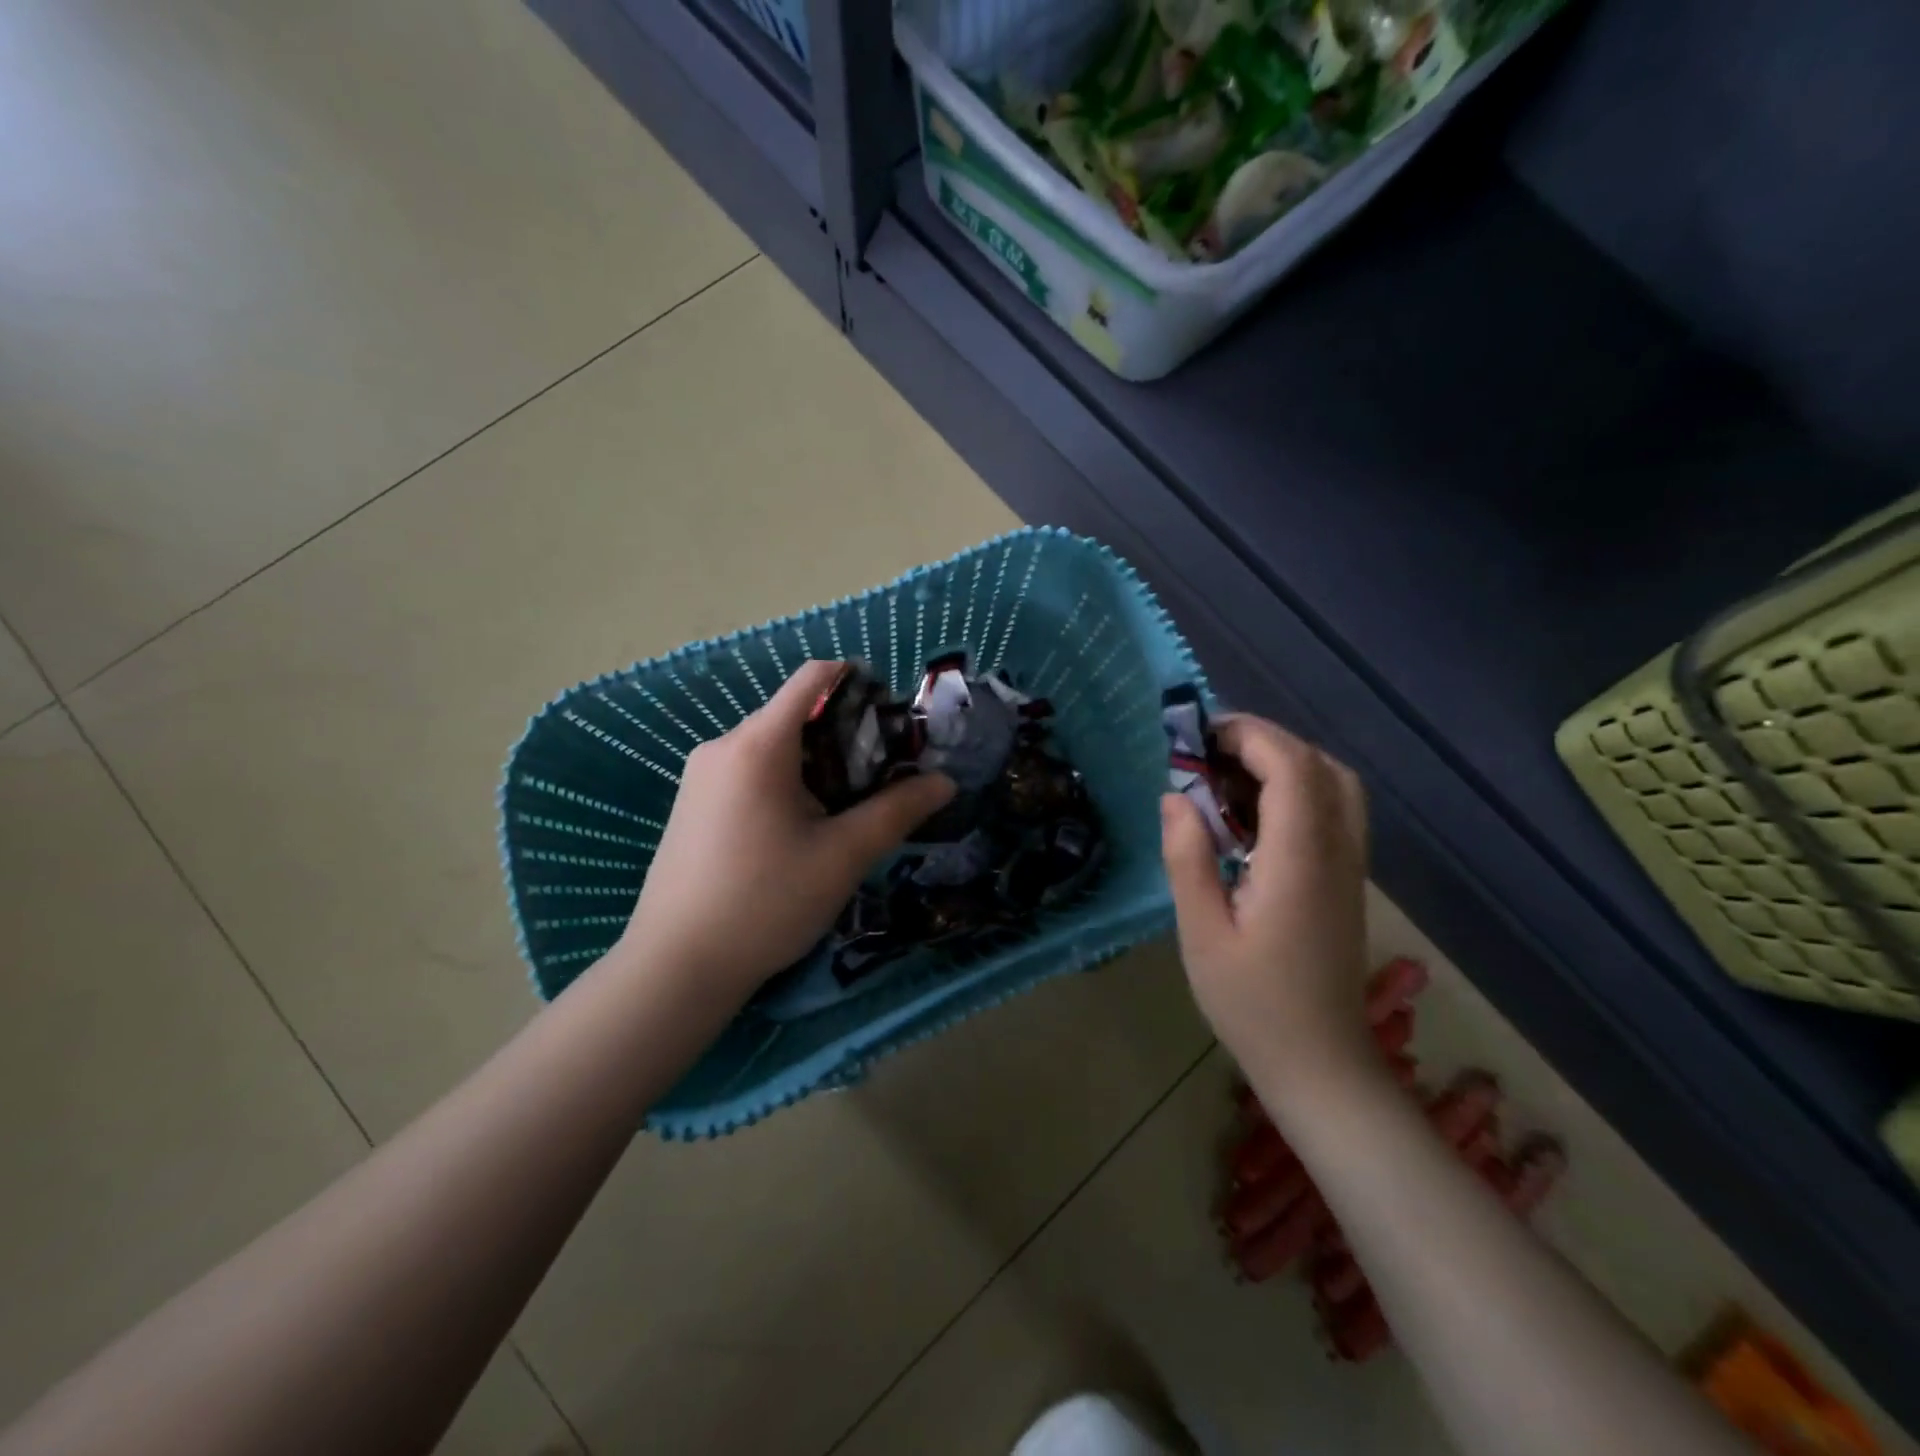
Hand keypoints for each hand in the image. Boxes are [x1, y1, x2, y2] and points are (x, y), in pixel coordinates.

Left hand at [619, 660, 954, 1006]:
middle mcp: (723, 746)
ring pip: (773, 747)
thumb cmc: (766, 902)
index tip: (894, 719)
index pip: (813, 678)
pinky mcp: (692, 805)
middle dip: (845, 734)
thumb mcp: (843, 856)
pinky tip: (803, 829)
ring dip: (817, 763)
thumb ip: (897, 811)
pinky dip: (786, 782)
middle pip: (795, 714)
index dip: (859, 683)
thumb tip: (944, 782)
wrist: (676, 967)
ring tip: (848, 808)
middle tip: (883, 776)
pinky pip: (749, 772)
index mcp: (758, 744)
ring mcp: (701, 776)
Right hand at [1160, 715, 1374, 1100]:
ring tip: (1228, 776)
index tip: (1199, 737)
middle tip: (1208, 753)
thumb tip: (1175, 796)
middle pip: (1319, 764)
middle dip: (1264, 741)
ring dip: (1285, 761)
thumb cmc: (1252, 1004)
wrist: (1321, 1064)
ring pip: (1336, 783)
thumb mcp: (1201, 933)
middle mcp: (1337, 851)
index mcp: (1299, 860)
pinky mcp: (1348, 880)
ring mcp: (1350, 866)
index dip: (1249, 736)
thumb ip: (1188, 858)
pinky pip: (1336, 809)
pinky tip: (1255, 814)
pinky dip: (1299, 788)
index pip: (1290, 767)